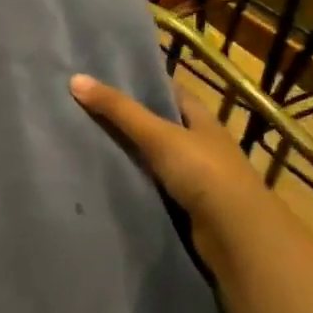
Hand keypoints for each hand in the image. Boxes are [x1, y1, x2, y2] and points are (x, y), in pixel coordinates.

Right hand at [69, 73, 258, 232]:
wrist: (236, 234)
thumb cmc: (203, 172)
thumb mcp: (158, 135)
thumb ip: (119, 110)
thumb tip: (75, 79)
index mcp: (200, 118)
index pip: (167, 91)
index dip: (139, 82)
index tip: (102, 78)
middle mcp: (199, 142)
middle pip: (157, 124)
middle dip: (125, 118)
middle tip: (82, 109)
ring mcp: (194, 175)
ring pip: (152, 156)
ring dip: (127, 153)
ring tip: (83, 142)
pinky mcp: (185, 204)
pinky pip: (151, 185)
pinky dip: (132, 182)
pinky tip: (104, 179)